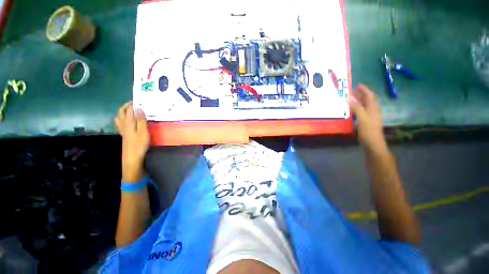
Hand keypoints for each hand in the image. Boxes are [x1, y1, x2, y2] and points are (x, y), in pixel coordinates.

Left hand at [115, 102, 149, 182]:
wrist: (132, 159)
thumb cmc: (140, 145)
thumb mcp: (143, 132)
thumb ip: (142, 121)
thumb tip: (139, 109)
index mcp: (129, 124)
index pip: (129, 111)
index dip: (132, 104)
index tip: (138, 100)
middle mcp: (124, 126)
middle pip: (121, 113)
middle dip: (126, 106)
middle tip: (133, 103)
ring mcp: (123, 131)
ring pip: (119, 118)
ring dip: (123, 112)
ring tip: (129, 110)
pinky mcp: (124, 136)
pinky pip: (120, 125)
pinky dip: (122, 119)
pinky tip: (126, 121)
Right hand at [349, 84, 386, 152]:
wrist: (373, 144)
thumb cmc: (368, 131)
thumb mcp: (362, 118)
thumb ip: (357, 107)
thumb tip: (350, 97)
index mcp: (373, 109)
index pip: (369, 96)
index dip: (364, 90)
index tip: (358, 84)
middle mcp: (373, 111)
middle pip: (368, 100)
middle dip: (361, 94)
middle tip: (352, 91)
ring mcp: (371, 117)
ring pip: (365, 106)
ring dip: (359, 101)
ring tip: (351, 99)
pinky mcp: (367, 122)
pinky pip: (362, 111)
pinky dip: (357, 108)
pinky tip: (352, 110)